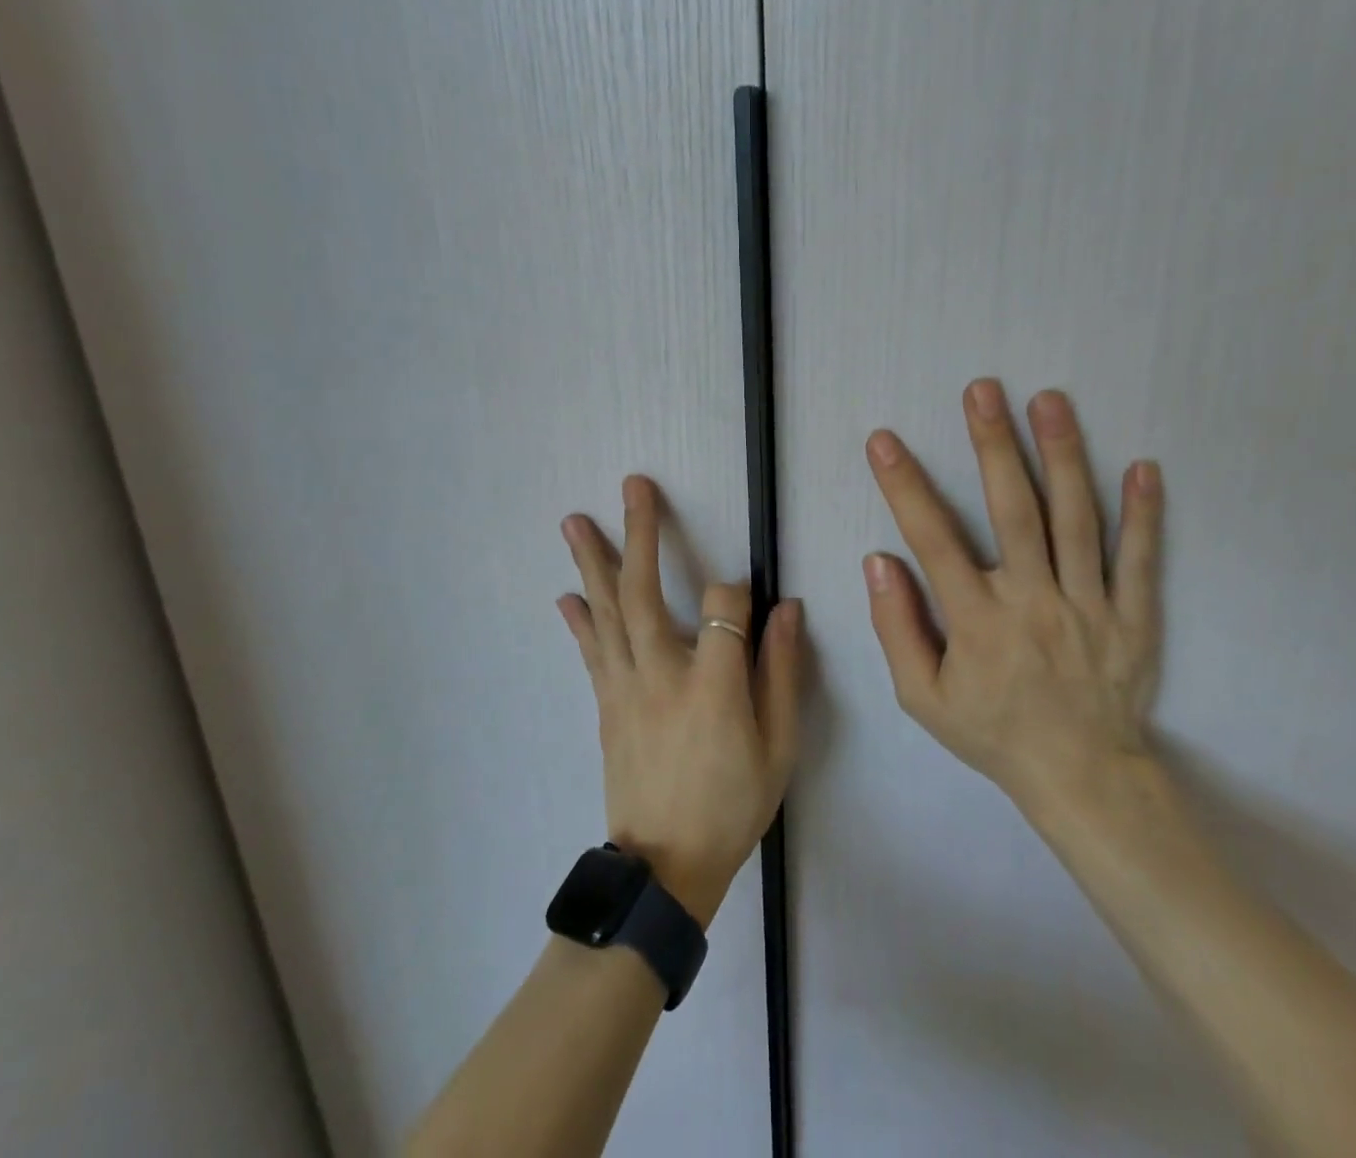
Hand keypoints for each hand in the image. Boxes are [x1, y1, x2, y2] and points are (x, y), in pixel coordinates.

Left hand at [558, 475, 802, 927]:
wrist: (665, 869)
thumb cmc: (733, 805)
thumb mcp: (779, 747)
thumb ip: (783, 673)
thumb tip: (788, 610)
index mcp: (713, 686)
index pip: (725, 607)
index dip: (739, 590)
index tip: (749, 595)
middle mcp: (661, 674)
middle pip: (643, 592)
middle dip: (640, 533)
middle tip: (634, 486)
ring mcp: (625, 688)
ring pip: (606, 612)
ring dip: (592, 562)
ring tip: (575, 521)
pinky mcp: (606, 704)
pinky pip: (591, 651)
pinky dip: (579, 619)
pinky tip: (567, 594)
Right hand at [862, 379, 1164, 822]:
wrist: (1083, 778)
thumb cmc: (994, 733)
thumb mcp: (923, 698)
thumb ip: (898, 628)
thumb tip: (879, 561)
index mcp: (979, 622)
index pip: (934, 540)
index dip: (905, 487)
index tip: (884, 441)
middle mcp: (1034, 602)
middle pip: (1013, 512)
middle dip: (994, 446)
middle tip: (983, 390)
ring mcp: (1090, 606)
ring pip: (1076, 521)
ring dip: (1063, 456)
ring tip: (1050, 401)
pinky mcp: (1134, 616)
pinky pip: (1140, 560)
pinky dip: (1144, 513)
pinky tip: (1144, 466)